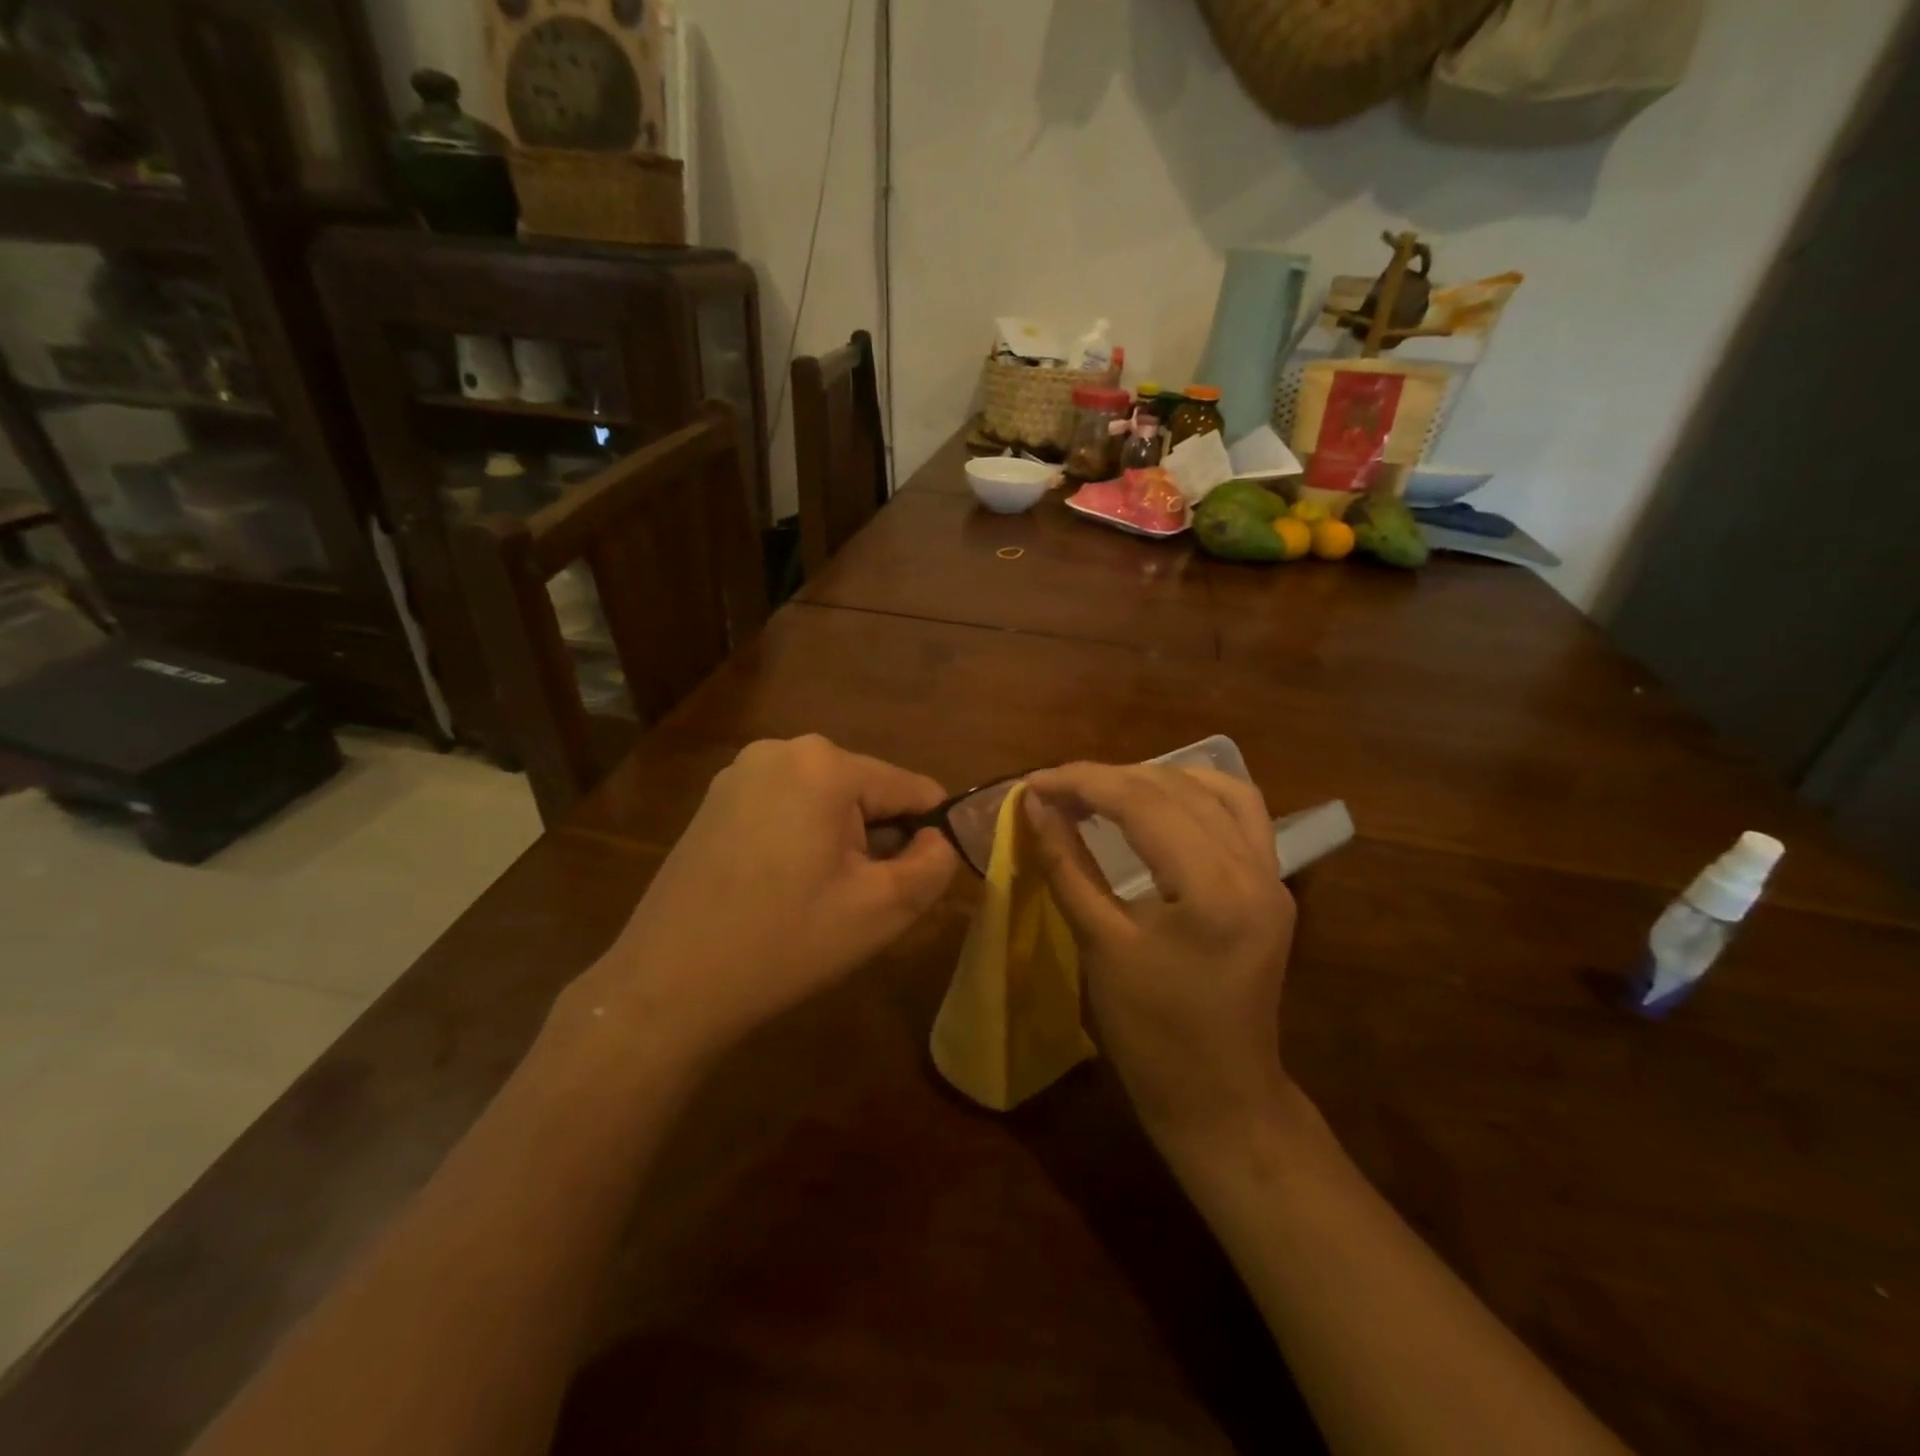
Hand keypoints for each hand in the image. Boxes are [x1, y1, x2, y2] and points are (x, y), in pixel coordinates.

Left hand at [561, 736, 957, 1069]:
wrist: (669, 984)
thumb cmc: (785, 942)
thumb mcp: (884, 909)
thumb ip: (935, 863)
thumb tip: (939, 838)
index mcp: (825, 764)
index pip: (912, 788)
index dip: (928, 836)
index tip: (915, 884)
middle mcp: (781, 750)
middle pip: (867, 790)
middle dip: (877, 838)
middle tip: (859, 898)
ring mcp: (740, 772)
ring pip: (827, 800)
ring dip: (840, 841)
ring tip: (818, 897)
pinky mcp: (716, 799)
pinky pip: (786, 807)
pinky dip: (801, 839)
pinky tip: (781, 888)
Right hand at [1023, 763, 1296, 1149]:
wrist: (1219, 1096)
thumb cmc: (1151, 1034)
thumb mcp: (1100, 944)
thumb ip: (1067, 866)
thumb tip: (1036, 807)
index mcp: (1212, 889)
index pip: (1142, 803)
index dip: (1082, 782)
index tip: (1033, 782)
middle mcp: (1254, 869)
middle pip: (1175, 789)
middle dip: (1107, 778)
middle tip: (1055, 789)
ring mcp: (1272, 875)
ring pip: (1215, 790)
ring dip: (1153, 778)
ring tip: (1102, 789)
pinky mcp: (1272, 885)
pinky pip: (1241, 815)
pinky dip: (1195, 794)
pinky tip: (1161, 800)